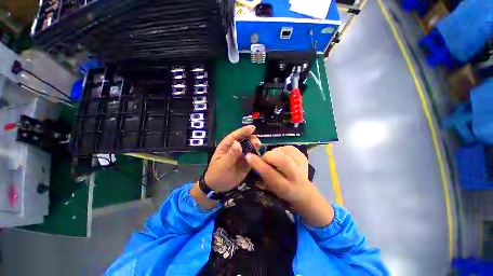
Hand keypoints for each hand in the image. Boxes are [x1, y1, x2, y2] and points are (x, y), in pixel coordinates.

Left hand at [204, 125, 259, 191]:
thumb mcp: (222, 164)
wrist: (218, 187)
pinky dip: (257, 155)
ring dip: (255, 146)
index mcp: (226, 146)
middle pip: (244, 140)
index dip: (243, 131)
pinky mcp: (246, 162)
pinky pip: (252, 157)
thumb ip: (231, 154)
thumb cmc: (217, 174)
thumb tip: (237, 143)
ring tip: (259, 147)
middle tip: (257, 143)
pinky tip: (260, 156)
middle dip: (251, 139)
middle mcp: (235, 148)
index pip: (235, 136)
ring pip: (250, 147)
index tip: (252, 128)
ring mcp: (241, 155)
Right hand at [245, 146, 333, 226]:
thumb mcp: (271, 187)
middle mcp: (296, 177)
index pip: (270, 174)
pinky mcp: (304, 157)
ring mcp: (303, 165)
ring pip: (285, 151)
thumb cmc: (283, 191)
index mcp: (286, 188)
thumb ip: (263, 175)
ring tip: (273, 159)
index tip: (249, 156)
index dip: (258, 164)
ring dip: (275, 153)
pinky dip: (281, 150)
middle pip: (281, 160)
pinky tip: (280, 155)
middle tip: (264, 159)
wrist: (304, 192)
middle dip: (268, 156)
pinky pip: (289, 148)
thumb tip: (252, 160)